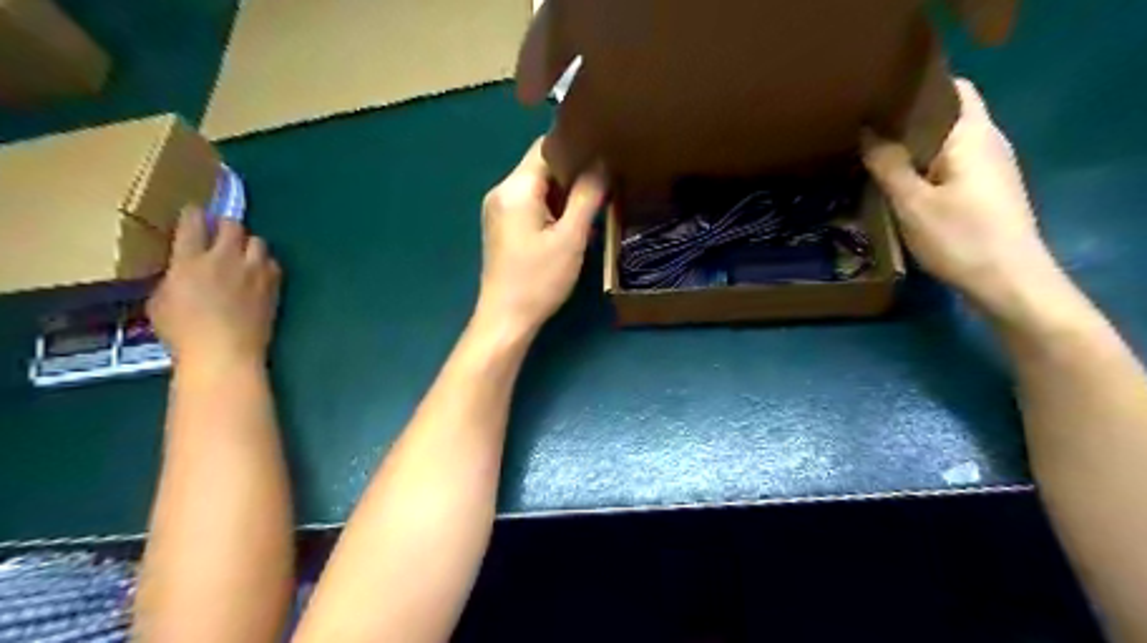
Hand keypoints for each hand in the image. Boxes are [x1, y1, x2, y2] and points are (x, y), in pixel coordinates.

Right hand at [148, 205, 280, 377]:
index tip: (194, 214)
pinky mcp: (273, 285)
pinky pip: (273, 263)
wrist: (226, 352)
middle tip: (221, 234)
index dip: (194, 215)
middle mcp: (225, 259)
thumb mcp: (161, 301)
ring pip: (258, 241)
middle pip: (232, 225)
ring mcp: (254, 271)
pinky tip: (258, 274)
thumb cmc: (184, 333)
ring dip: (249, 244)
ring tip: (242, 255)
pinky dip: (265, 264)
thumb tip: (183, 270)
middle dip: (226, 225)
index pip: (193, 223)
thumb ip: (174, 277)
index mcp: (190, 260)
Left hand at [475, 136, 608, 332]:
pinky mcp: (501, 227)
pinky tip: (571, 225)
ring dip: (564, 195)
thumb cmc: (539, 280)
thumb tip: (601, 163)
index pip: (546, 147)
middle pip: (541, 167)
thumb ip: (587, 196)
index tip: (605, 157)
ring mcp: (498, 210)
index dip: (576, 149)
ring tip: (593, 206)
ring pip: (537, 188)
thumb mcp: (570, 238)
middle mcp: (501, 192)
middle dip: (573, 174)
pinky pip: (530, 205)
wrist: (506, 319)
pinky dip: (551, 209)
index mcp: (516, 188)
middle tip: (605, 186)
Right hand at [861, 77, 1056, 318]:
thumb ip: (888, 165)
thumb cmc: (960, 237)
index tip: (882, 98)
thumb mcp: (913, 203)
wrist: (1009, 281)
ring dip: (915, 148)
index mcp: (973, 135)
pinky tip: (900, 185)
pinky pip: (951, 167)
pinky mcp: (987, 192)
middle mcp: (988, 143)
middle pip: (948, 117)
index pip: (953, 89)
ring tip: (875, 156)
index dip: (919, 88)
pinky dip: (925, 168)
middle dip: (909, 121)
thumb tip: (868, 132)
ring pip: (947, 145)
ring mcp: (991, 169)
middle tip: (867, 130)